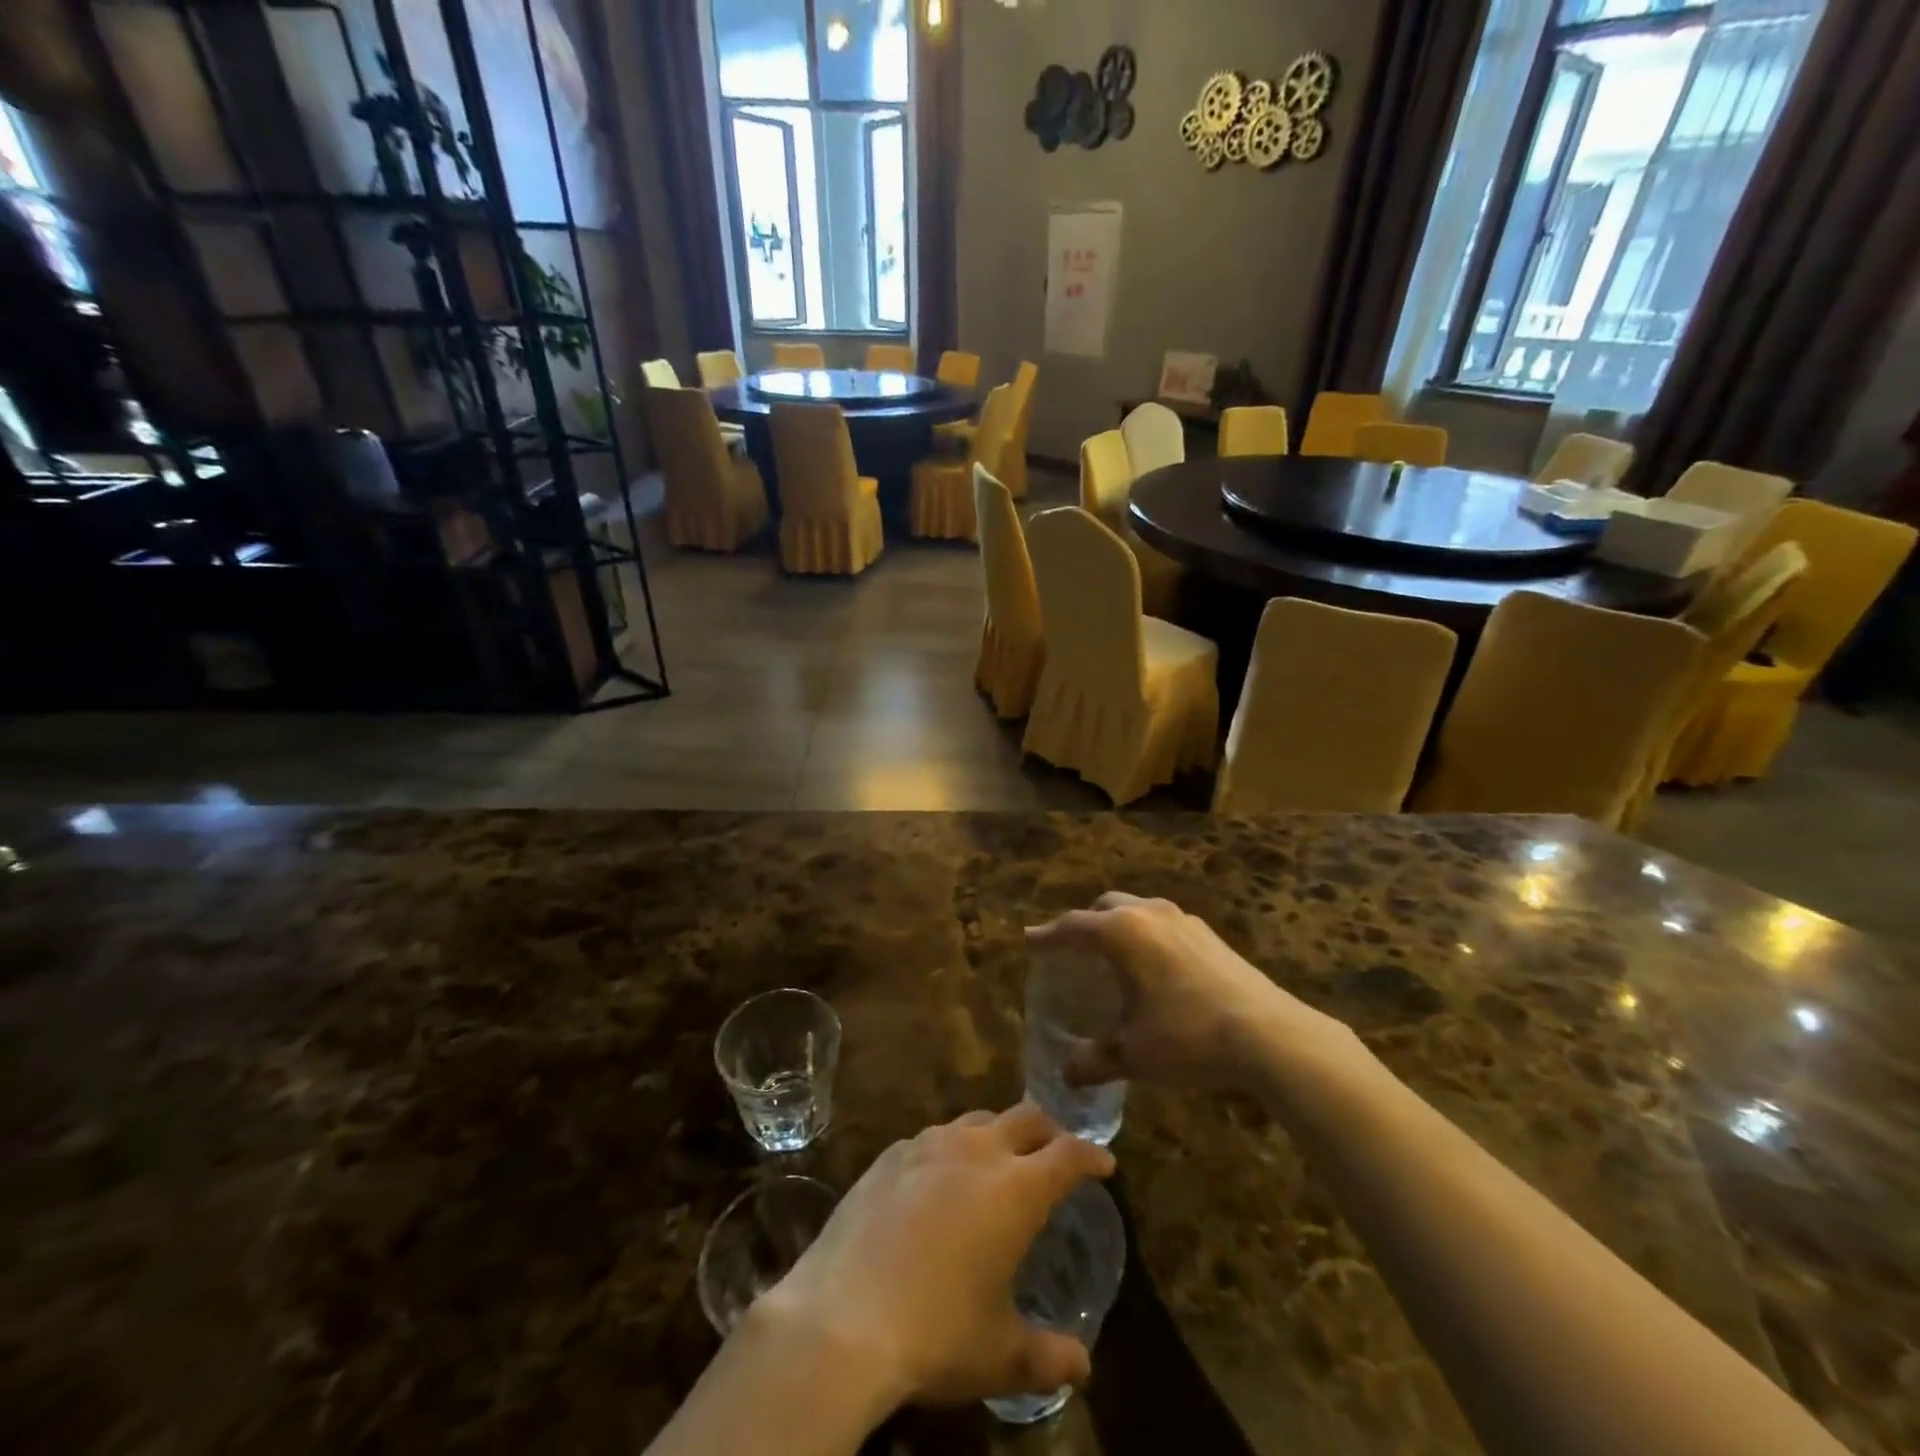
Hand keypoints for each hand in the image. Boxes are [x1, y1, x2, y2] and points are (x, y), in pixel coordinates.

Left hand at [760, 1104, 1115, 1408]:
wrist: (842, 1317)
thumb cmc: (936, 1333)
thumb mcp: (1000, 1355)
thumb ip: (1048, 1356)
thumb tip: (1082, 1366)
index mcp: (1016, 1189)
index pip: (1068, 1154)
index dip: (1091, 1156)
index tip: (1103, 1164)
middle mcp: (977, 1151)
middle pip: (1025, 1117)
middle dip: (1048, 1130)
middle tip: (1055, 1151)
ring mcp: (928, 1145)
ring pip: (977, 1118)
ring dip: (997, 1132)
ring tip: (998, 1160)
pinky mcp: (890, 1154)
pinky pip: (933, 1137)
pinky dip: (951, 1147)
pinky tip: (940, 1177)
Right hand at [1026, 892, 1348, 1092]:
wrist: (1269, 1035)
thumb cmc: (1187, 1037)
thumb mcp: (1133, 1054)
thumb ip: (1094, 1060)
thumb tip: (1067, 1074)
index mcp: (1121, 933)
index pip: (1072, 926)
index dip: (1047, 936)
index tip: (1029, 941)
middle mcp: (1148, 914)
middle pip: (1104, 906)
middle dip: (1084, 923)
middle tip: (1072, 948)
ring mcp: (1183, 920)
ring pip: (1137, 910)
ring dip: (1118, 925)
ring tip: (1112, 956)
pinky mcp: (1210, 934)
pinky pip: (1163, 924)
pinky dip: (1146, 935)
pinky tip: (1154, 968)